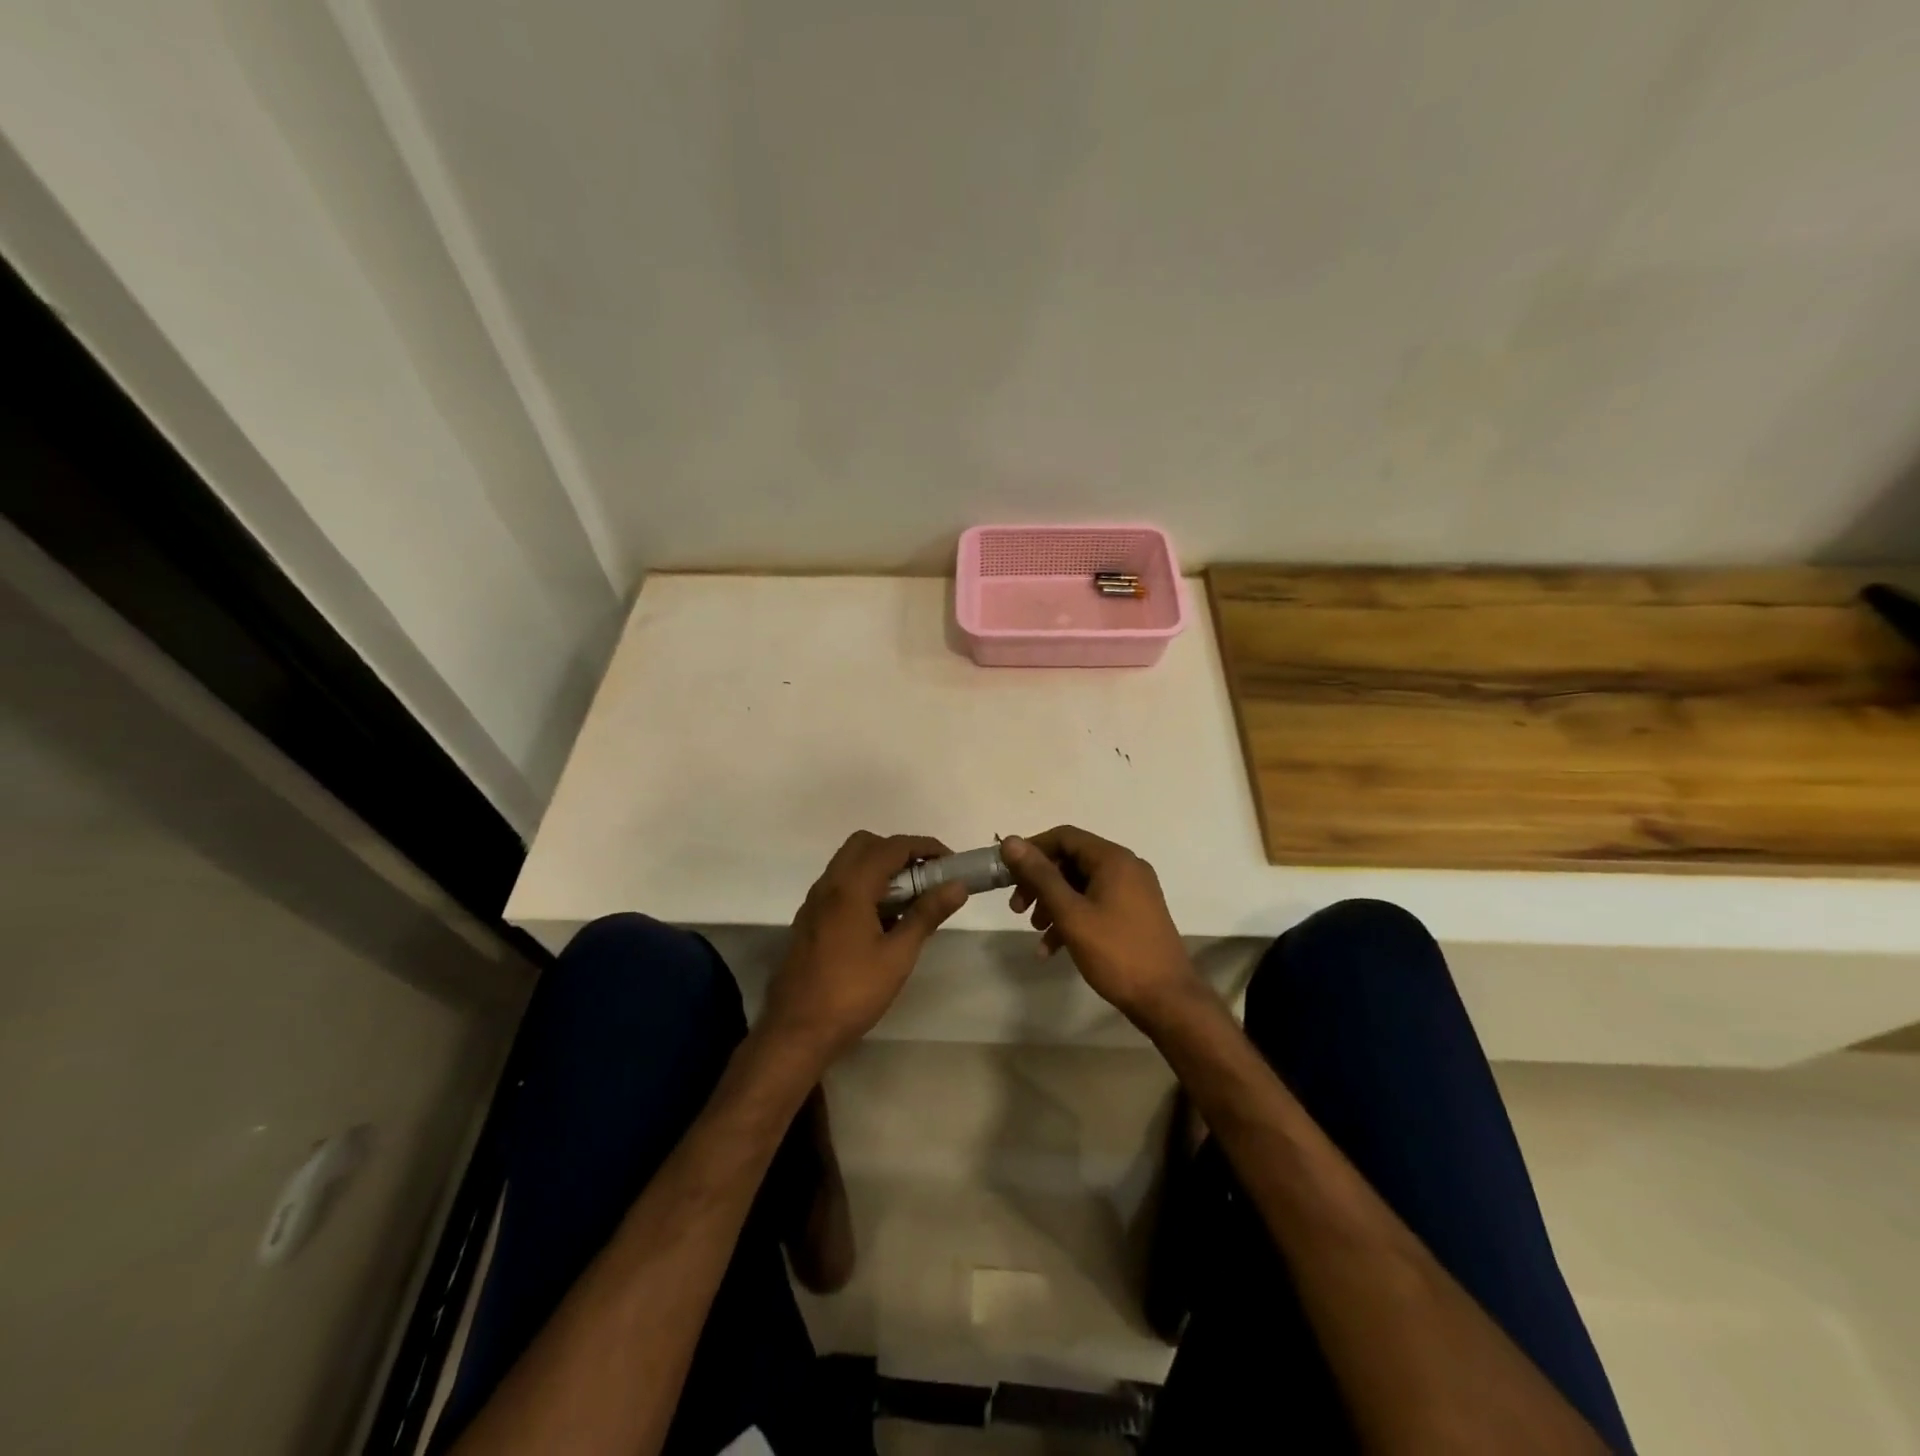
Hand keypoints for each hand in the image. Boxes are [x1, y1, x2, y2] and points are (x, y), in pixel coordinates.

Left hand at [761, 832, 968, 1064]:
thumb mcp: (898, 955)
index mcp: (850, 887)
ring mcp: (815, 902)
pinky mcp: (809, 919)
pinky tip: (881, 920)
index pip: (892, 847)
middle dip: (899, 851)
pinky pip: (839, 884)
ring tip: (908, 900)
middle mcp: (828, 884)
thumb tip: (958, 886)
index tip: (950, 862)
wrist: (796, 1030)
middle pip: (866, 844)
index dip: (925, 847)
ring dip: (880, 868)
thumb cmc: (852, 993)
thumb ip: (926, 914)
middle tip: (925, 878)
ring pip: (849, 863)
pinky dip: (864, 885)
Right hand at [1001, 827, 1199, 1023]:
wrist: (1167, 1000)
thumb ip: (1040, 876)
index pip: (1064, 836)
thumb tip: (1010, 841)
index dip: (1032, 850)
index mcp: (1114, 859)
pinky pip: (1095, 904)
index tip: (1008, 874)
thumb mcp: (1071, 913)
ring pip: (1081, 885)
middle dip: (1040, 882)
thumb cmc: (1116, 952)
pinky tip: (1052, 949)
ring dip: (1053, 903)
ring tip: (1036, 930)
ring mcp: (1133, 891)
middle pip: (1071, 860)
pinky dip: (1073, 918)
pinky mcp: (1134, 913)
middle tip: (1017, 908)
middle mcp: (1126, 867)